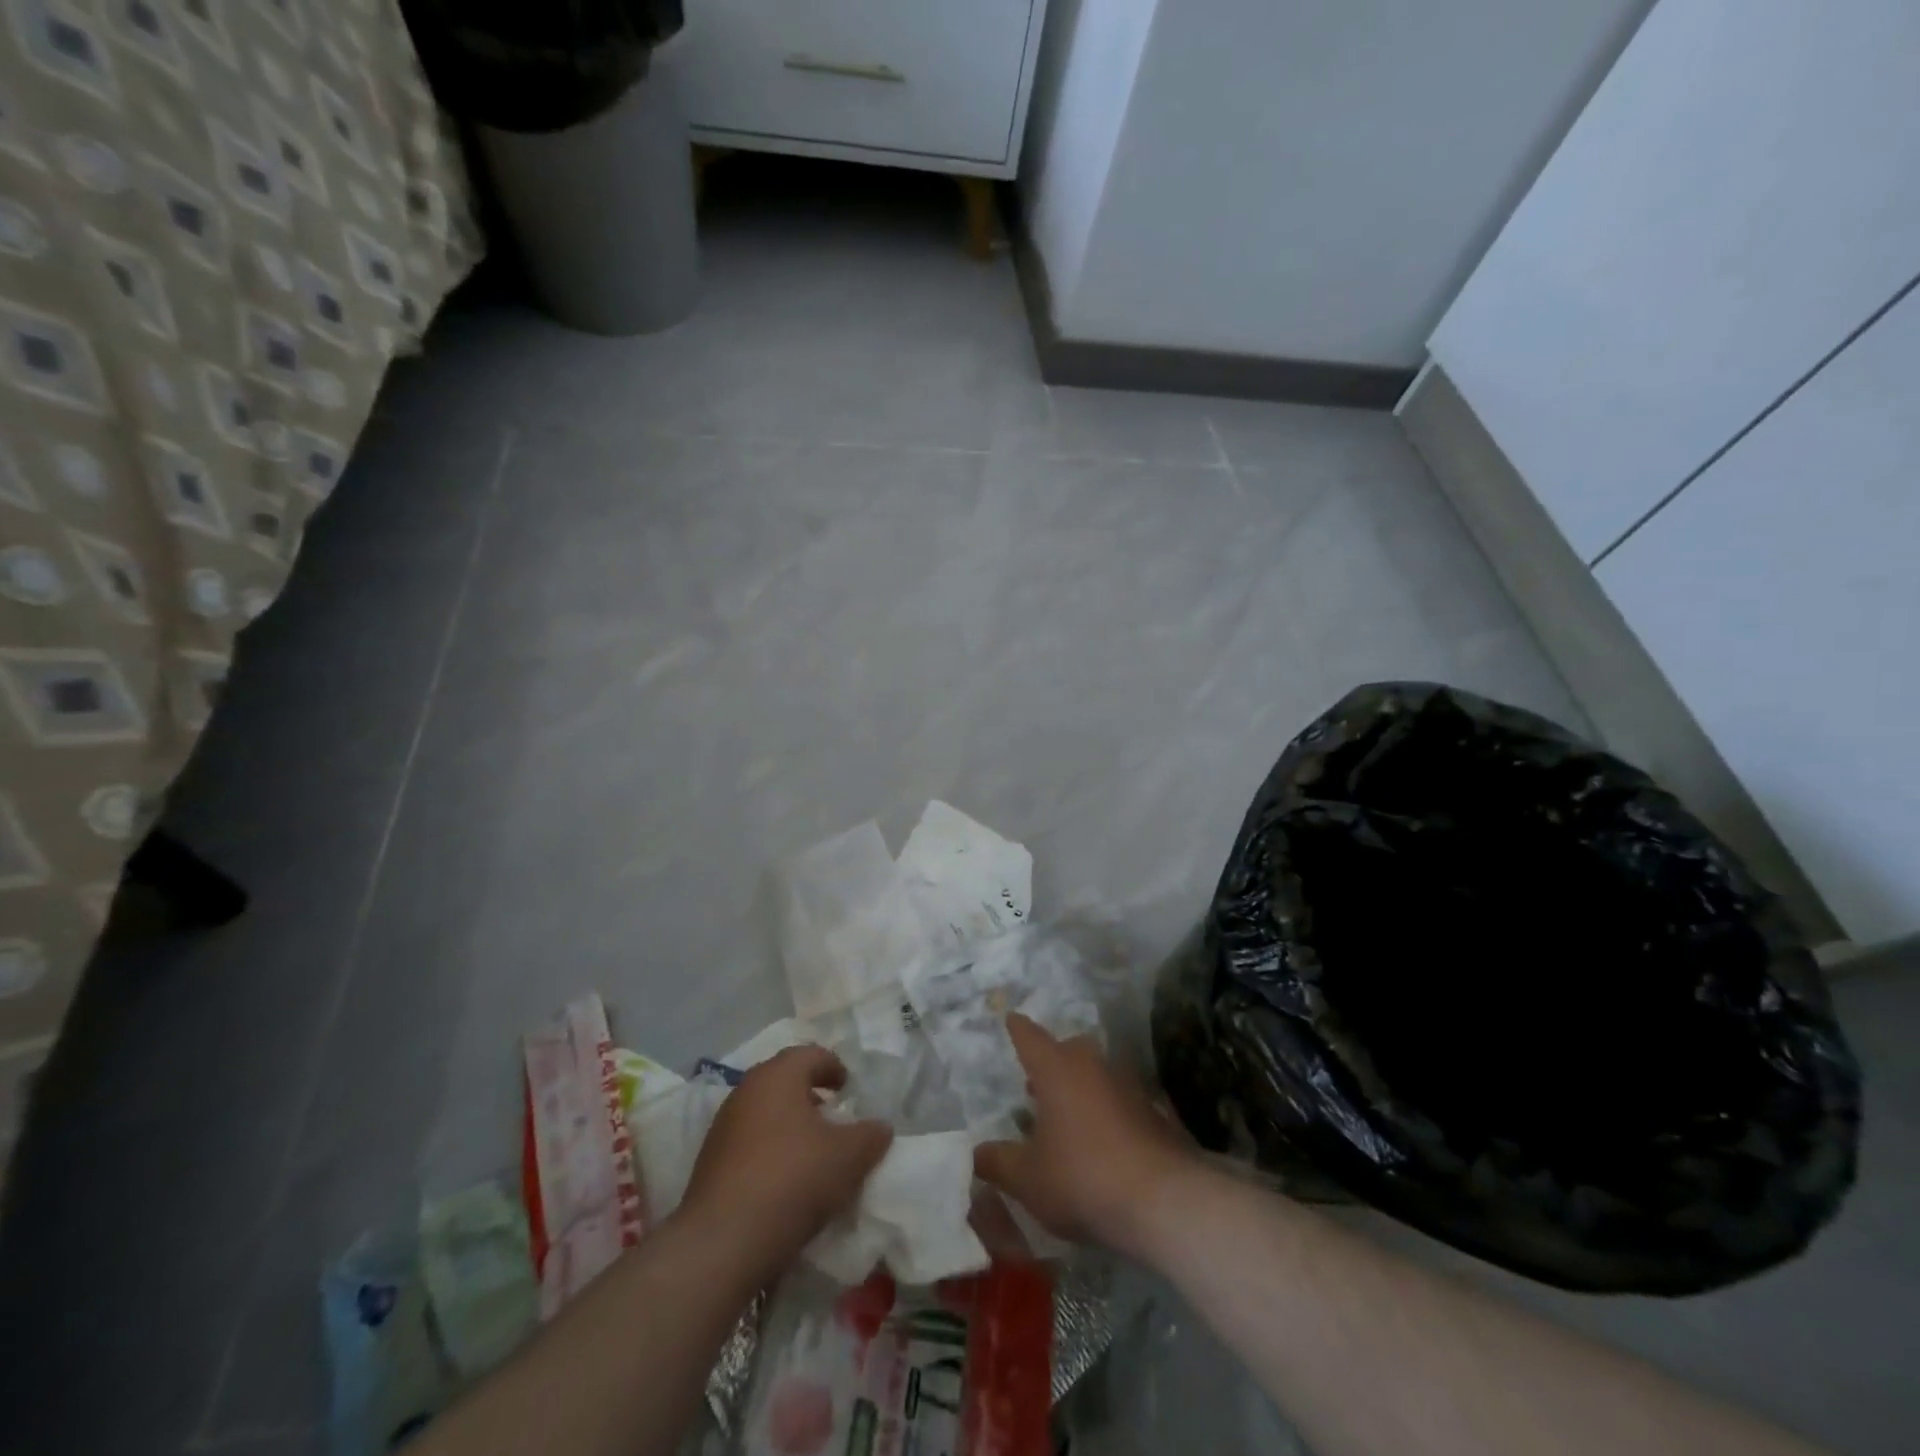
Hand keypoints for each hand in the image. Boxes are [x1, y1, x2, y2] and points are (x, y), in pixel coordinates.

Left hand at [679, 1046, 892, 1277]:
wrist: (723, 1243)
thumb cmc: (792, 1179)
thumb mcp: (848, 1157)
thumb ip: (870, 1136)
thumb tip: (880, 1128)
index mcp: (778, 1075)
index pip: (810, 1054)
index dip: (833, 1067)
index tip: (848, 1088)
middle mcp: (746, 1090)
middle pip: (784, 1080)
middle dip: (810, 1094)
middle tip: (833, 1116)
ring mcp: (723, 1127)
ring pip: (764, 1111)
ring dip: (789, 1124)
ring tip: (812, 1151)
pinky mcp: (709, 1162)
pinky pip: (748, 1142)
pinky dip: (770, 1149)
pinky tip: (784, 1178)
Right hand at [974, 1014, 1198, 1257]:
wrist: (1163, 1201)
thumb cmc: (1082, 1178)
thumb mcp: (1027, 1178)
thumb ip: (998, 1162)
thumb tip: (976, 1152)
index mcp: (1056, 1069)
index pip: (1030, 1037)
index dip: (1018, 1029)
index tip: (1011, 1019)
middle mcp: (1092, 1065)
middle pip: (1068, 1050)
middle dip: (1051, 1062)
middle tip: (1034, 1085)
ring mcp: (1127, 1085)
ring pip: (1095, 1074)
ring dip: (1079, 1088)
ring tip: (1063, 1117)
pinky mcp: (1153, 1112)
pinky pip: (1118, 1100)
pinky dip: (1104, 1112)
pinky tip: (1098, 1142)